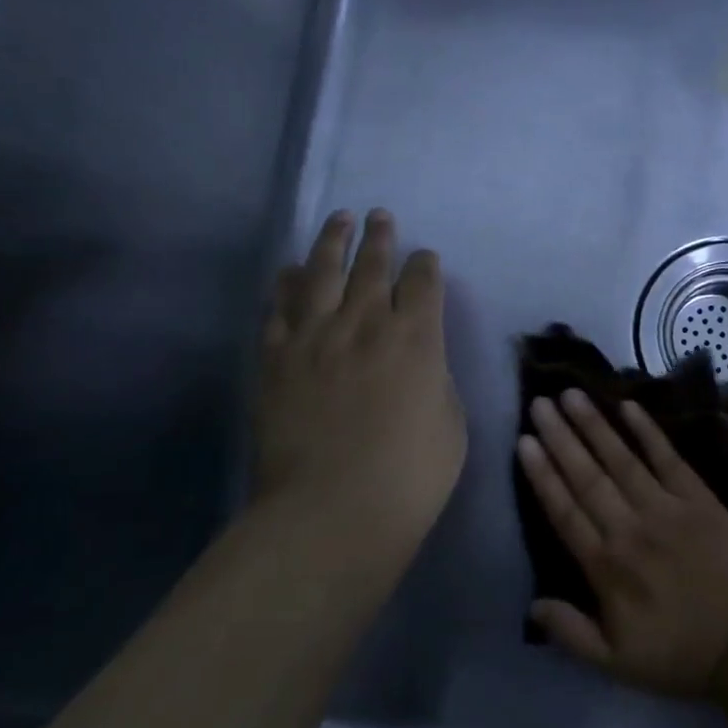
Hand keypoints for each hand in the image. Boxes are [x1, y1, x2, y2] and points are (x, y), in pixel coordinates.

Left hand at [255, 210, 466, 570]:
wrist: (332, 511)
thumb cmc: (410, 475)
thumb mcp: (450, 422)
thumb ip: (435, 378)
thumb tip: (420, 359)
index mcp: (417, 338)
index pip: (424, 281)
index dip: (426, 264)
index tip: (425, 259)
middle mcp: (366, 323)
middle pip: (373, 266)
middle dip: (380, 238)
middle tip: (380, 216)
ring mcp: (315, 337)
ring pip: (323, 272)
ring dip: (333, 241)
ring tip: (339, 219)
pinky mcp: (276, 358)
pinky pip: (279, 307)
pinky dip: (285, 284)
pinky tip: (288, 269)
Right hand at [516, 390, 727, 698]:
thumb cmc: (678, 655)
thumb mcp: (615, 663)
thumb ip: (571, 632)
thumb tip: (532, 605)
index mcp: (605, 567)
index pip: (564, 511)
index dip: (542, 474)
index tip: (524, 442)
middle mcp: (629, 528)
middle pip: (587, 476)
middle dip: (560, 438)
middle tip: (539, 403)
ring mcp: (666, 508)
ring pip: (622, 460)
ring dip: (595, 426)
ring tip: (572, 395)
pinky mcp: (699, 498)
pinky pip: (669, 458)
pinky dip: (649, 432)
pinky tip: (630, 406)